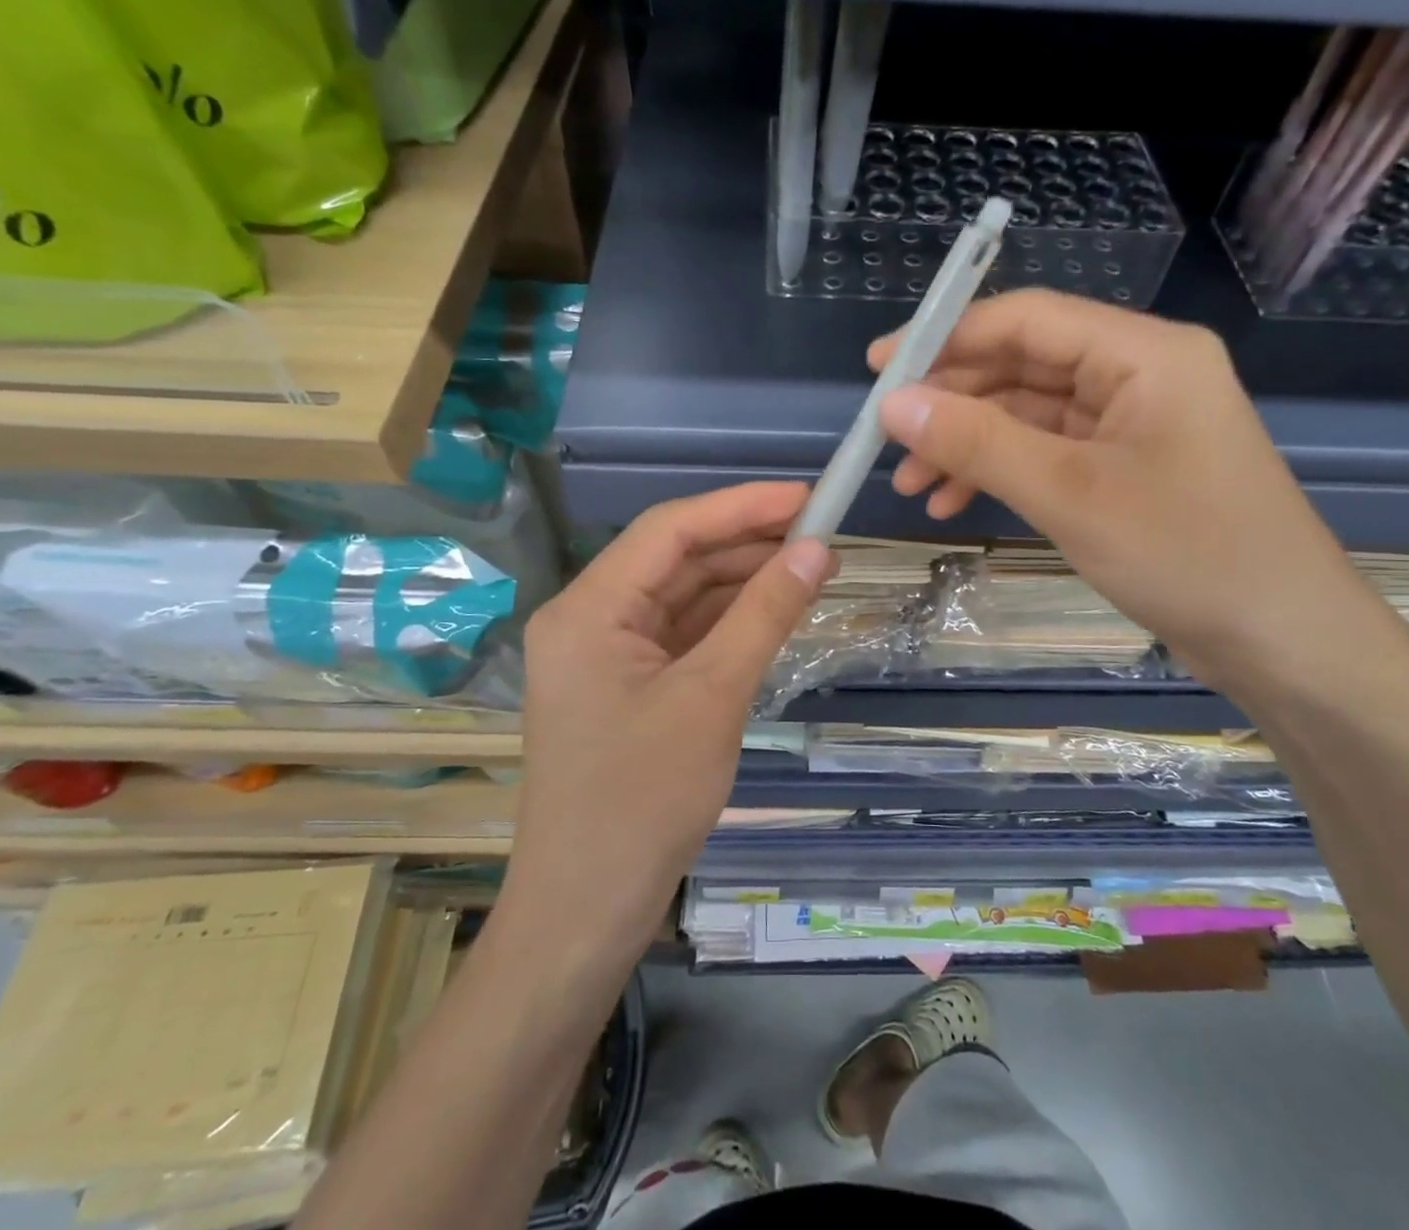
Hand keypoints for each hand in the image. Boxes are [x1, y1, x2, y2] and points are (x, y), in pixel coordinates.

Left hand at [511, 483, 835, 948]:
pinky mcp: (626, 685)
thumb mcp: (713, 697)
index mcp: (588, 609)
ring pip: (683, 596)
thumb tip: (817, 548)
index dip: (741, 506)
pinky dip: (728, 622)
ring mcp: (606, 654)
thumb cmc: (642, 801)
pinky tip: (775, 611)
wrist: (588, 911)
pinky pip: (682, 634)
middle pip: (675, 559)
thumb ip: (765, 614)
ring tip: (811, 566)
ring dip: (742, 581)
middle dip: (746, 543)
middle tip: (820, 533)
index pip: (670, 530)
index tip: (806, 497)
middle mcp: (589, 619)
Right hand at [869, 290, 1381, 691]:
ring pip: (1029, 414)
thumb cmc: (1189, 556)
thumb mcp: (1070, 494)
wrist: (1285, 643)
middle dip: (952, 402)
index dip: (946, 336)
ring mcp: (1133, 423)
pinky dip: (1000, 472)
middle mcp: (1138, 374)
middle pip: (1023, 365)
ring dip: (968, 444)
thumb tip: (893, 404)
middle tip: (887, 439)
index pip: (1027, 319)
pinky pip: (1048, 452)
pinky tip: (954, 501)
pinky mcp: (1126, 467)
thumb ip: (978, 442)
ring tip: (911, 484)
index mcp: (1142, 353)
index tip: (878, 368)